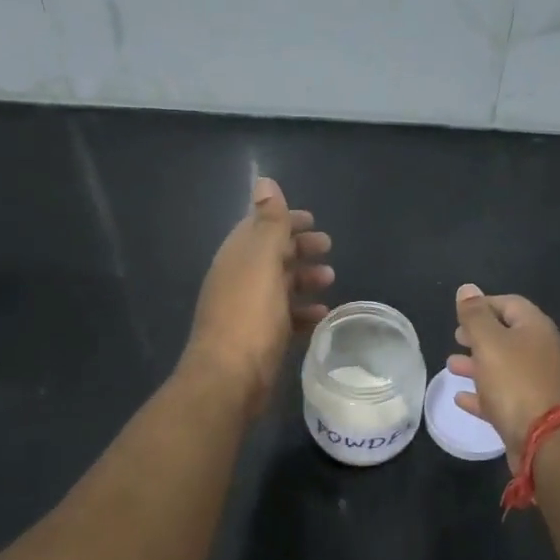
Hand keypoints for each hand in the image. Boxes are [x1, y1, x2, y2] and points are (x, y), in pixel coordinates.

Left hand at [181, 177, 333, 415]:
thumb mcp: (262, 261)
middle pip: (271, 256)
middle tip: (328, 247)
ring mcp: (247, 311)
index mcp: (236, 257)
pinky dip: (303, 312)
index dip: (285, 220)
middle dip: (298, 248)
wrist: (229, 378)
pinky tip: (321, 315)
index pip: (260, 227)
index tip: (313, 220)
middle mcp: (238, 280)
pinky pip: (284, 318)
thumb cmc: (249, 315)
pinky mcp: (258, 339)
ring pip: (279, 286)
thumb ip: (268, 222)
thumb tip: (264, 181)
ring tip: (330, 279)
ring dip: (303, 279)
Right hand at [449, 284, 559, 465]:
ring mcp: (538, 383)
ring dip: (476, 364)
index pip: (509, 303)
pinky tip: (461, 399)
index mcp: (535, 328)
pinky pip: (502, 397)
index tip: (459, 312)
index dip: (483, 304)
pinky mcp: (531, 412)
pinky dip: (482, 394)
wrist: (548, 441)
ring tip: (451, 366)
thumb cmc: (516, 382)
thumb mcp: (490, 342)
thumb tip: (467, 289)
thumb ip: (475, 316)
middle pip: (507, 335)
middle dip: (479, 335)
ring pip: (503, 367)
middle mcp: (541, 352)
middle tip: (456, 337)